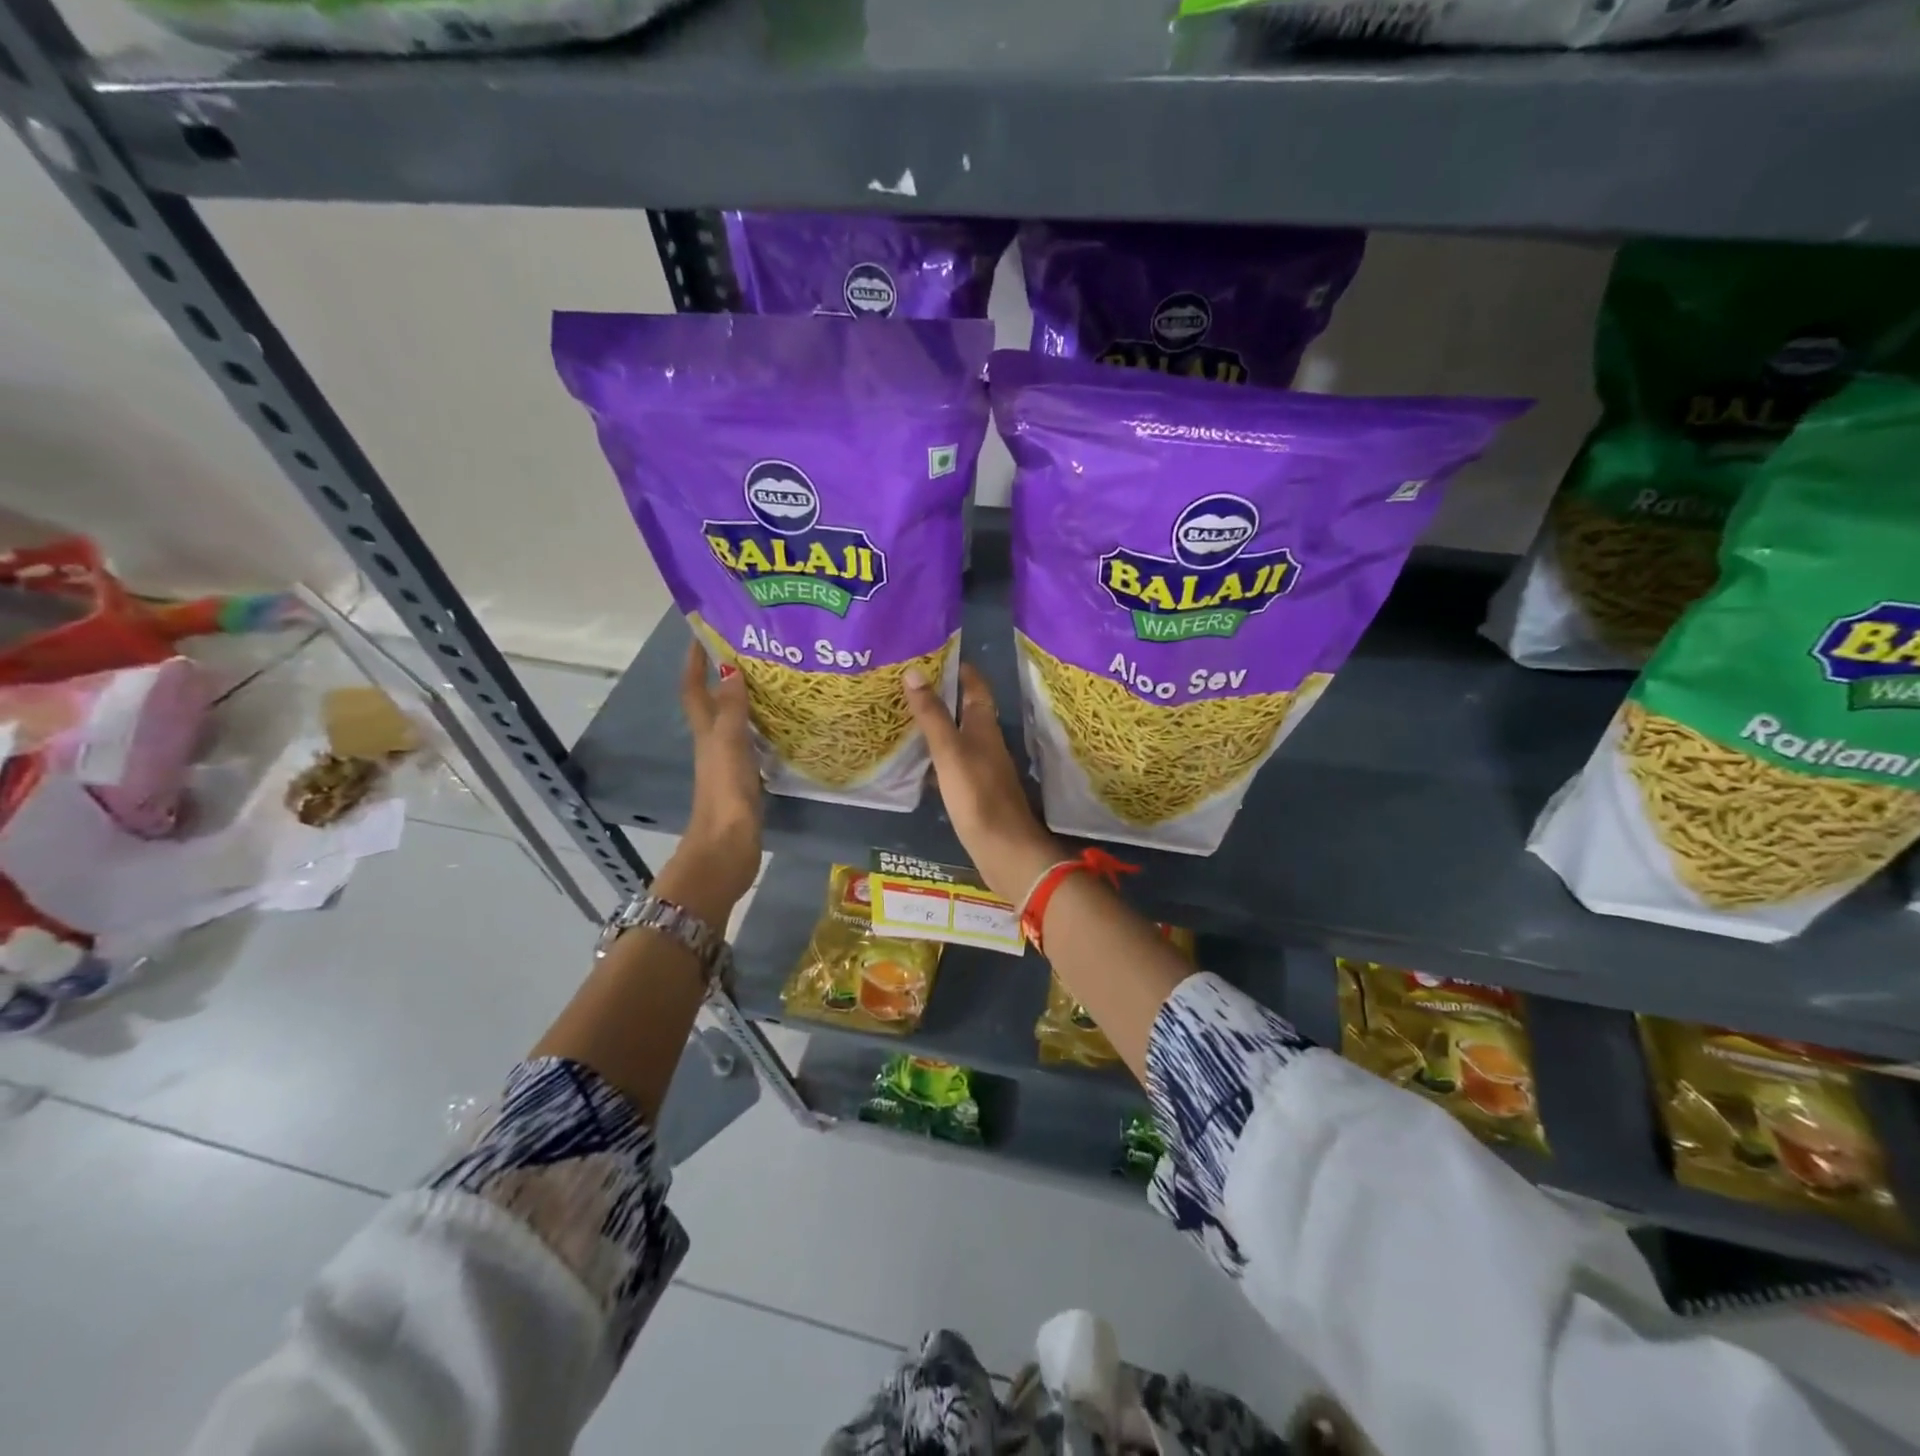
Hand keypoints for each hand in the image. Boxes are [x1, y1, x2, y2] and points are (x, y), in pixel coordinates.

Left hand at [659, 641, 762, 924]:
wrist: (727, 848)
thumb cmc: (726, 794)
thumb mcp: (729, 746)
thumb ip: (732, 710)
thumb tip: (730, 668)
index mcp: (706, 734)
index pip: (694, 690)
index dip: (694, 663)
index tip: (702, 633)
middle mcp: (714, 744)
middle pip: (714, 703)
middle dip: (725, 676)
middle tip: (752, 651)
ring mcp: (729, 764)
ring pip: (735, 723)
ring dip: (746, 702)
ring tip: (773, 681)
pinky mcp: (746, 781)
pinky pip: (753, 744)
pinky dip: (763, 729)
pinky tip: (783, 726)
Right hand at [904, 662, 1061, 902]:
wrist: (1004, 850)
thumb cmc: (977, 796)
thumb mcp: (950, 751)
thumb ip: (932, 715)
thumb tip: (914, 672)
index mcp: (984, 728)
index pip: (976, 688)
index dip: (961, 670)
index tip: (936, 654)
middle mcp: (986, 744)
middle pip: (966, 712)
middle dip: (943, 697)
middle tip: (909, 684)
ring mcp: (981, 770)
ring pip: (958, 739)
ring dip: (938, 727)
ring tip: (905, 718)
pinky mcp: (974, 793)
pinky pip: (952, 766)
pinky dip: (936, 758)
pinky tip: (917, 764)